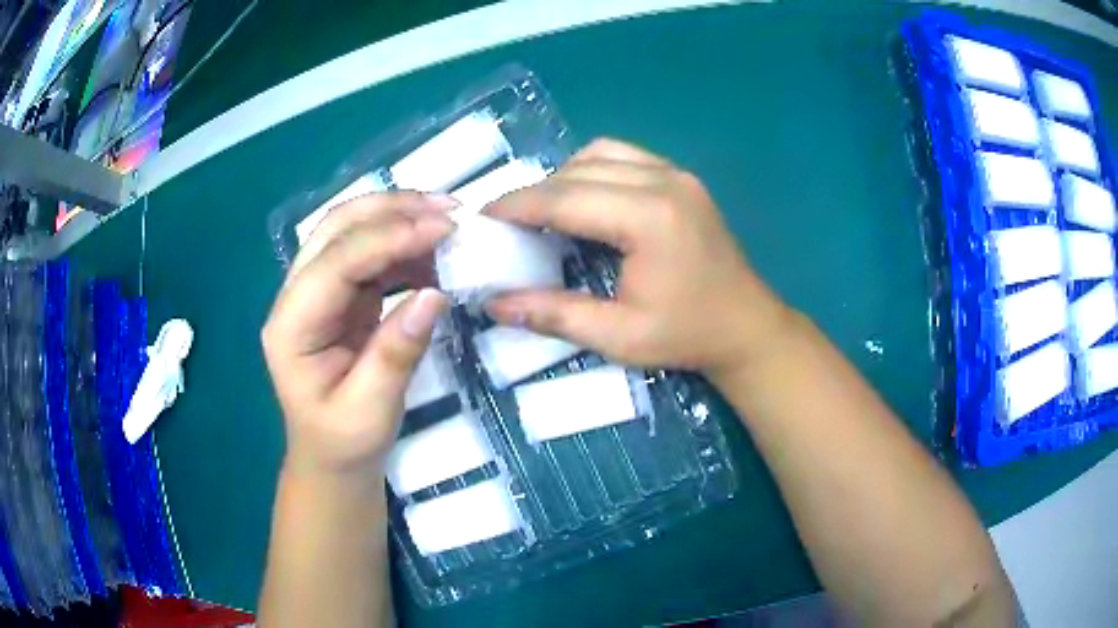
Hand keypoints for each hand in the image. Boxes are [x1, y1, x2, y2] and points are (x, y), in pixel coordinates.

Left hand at [262, 192, 455, 478]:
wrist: (331, 457)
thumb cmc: (345, 442)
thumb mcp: (372, 410)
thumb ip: (397, 352)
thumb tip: (435, 295)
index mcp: (291, 327)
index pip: (335, 262)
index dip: (389, 238)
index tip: (445, 229)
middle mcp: (296, 297)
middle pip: (335, 228)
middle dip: (391, 208)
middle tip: (448, 210)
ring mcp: (316, 292)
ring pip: (351, 231)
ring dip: (398, 218)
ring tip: (448, 223)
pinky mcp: (339, 296)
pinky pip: (369, 254)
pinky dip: (403, 244)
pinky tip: (433, 252)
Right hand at [485, 138, 791, 376]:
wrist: (747, 326)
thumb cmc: (687, 336)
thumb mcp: (618, 336)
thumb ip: (555, 314)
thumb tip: (494, 303)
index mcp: (649, 218)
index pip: (564, 198)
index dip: (516, 205)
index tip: (481, 217)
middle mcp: (663, 181)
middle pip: (578, 170)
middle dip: (534, 193)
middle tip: (505, 222)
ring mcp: (677, 174)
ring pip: (600, 153)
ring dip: (563, 177)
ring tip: (543, 213)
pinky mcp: (682, 177)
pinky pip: (623, 157)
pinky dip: (592, 171)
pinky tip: (583, 201)